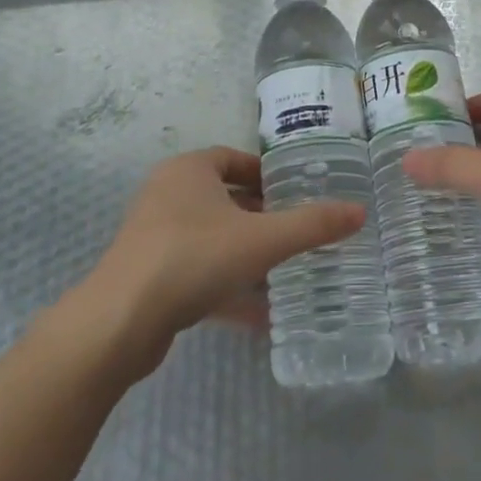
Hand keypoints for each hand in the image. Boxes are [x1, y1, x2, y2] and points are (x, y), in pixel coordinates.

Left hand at [84, 147, 364, 371]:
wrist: (120, 322)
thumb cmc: (193, 258)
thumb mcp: (262, 240)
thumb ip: (312, 225)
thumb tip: (360, 211)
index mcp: (189, 171)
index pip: (233, 158)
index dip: (266, 173)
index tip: (295, 192)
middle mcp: (167, 195)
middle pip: (223, 198)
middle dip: (260, 215)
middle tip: (296, 231)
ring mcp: (154, 237)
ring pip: (211, 237)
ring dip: (245, 253)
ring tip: (284, 270)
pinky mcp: (149, 276)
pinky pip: (197, 272)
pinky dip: (226, 287)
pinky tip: (259, 315)